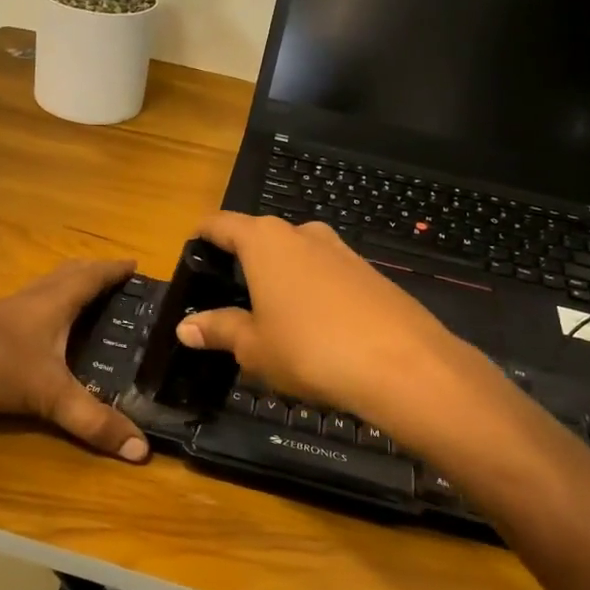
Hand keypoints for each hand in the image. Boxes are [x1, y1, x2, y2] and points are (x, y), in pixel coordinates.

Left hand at [0, 259, 148, 461]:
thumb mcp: (48, 396)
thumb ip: (93, 421)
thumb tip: (141, 449)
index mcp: (53, 303)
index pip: (92, 278)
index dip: (114, 271)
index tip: (135, 265)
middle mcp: (30, 299)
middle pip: (66, 274)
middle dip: (92, 273)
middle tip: (114, 279)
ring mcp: (3, 310)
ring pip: (42, 289)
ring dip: (66, 287)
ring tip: (81, 300)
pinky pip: (24, 307)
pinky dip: (42, 309)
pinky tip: (37, 331)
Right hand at [174, 213, 478, 441]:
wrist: (404, 365)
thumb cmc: (310, 349)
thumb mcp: (254, 347)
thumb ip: (219, 330)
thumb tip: (186, 326)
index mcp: (265, 241)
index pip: (222, 224)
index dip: (203, 236)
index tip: (191, 252)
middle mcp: (303, 234)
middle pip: (261, 238)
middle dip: (243, 263)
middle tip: (228, 299)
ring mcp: (342, 251)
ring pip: (297, 257)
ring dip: (280, 280)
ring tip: (270, 318)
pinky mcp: (370, 274)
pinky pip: (327, 276)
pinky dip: (312, 293)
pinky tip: (314, 329)